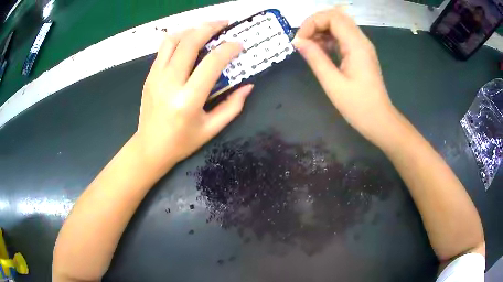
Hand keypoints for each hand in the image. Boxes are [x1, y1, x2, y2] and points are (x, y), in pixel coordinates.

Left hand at [134, 22, 253, 172]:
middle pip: (190, 42)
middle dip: (210, 27)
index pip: (212, 63)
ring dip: (192, 29)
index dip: (228, 49)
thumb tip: (248, 85)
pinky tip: (189, 40)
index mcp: (188, 100)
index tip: (239, 45)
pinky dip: (179, 38)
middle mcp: (170, 83)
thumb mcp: (212, 128)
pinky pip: (164, 48)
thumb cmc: (182, 142)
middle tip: (225, 23)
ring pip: (173, 40)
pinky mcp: (149, 76)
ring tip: (206, 28)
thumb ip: (232, 106)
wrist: (150, 147)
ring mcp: (156, 77)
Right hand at [293, 7, 397, 144]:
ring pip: (339, 25)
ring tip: (309, 47)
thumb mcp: (332, 83)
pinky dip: (329, 38)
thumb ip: (315, 58)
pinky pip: (343, 37)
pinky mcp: (361, 53)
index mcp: (356, 45)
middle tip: (303, 41)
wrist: (379, 121)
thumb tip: (297, 41)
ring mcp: (362, 46)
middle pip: (336, 16)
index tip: (300, 40)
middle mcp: (361, 40)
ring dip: (321, 30)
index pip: (332, 17)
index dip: (312, 22)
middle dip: (315, 23)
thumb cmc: (358, 106)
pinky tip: (321, 51)